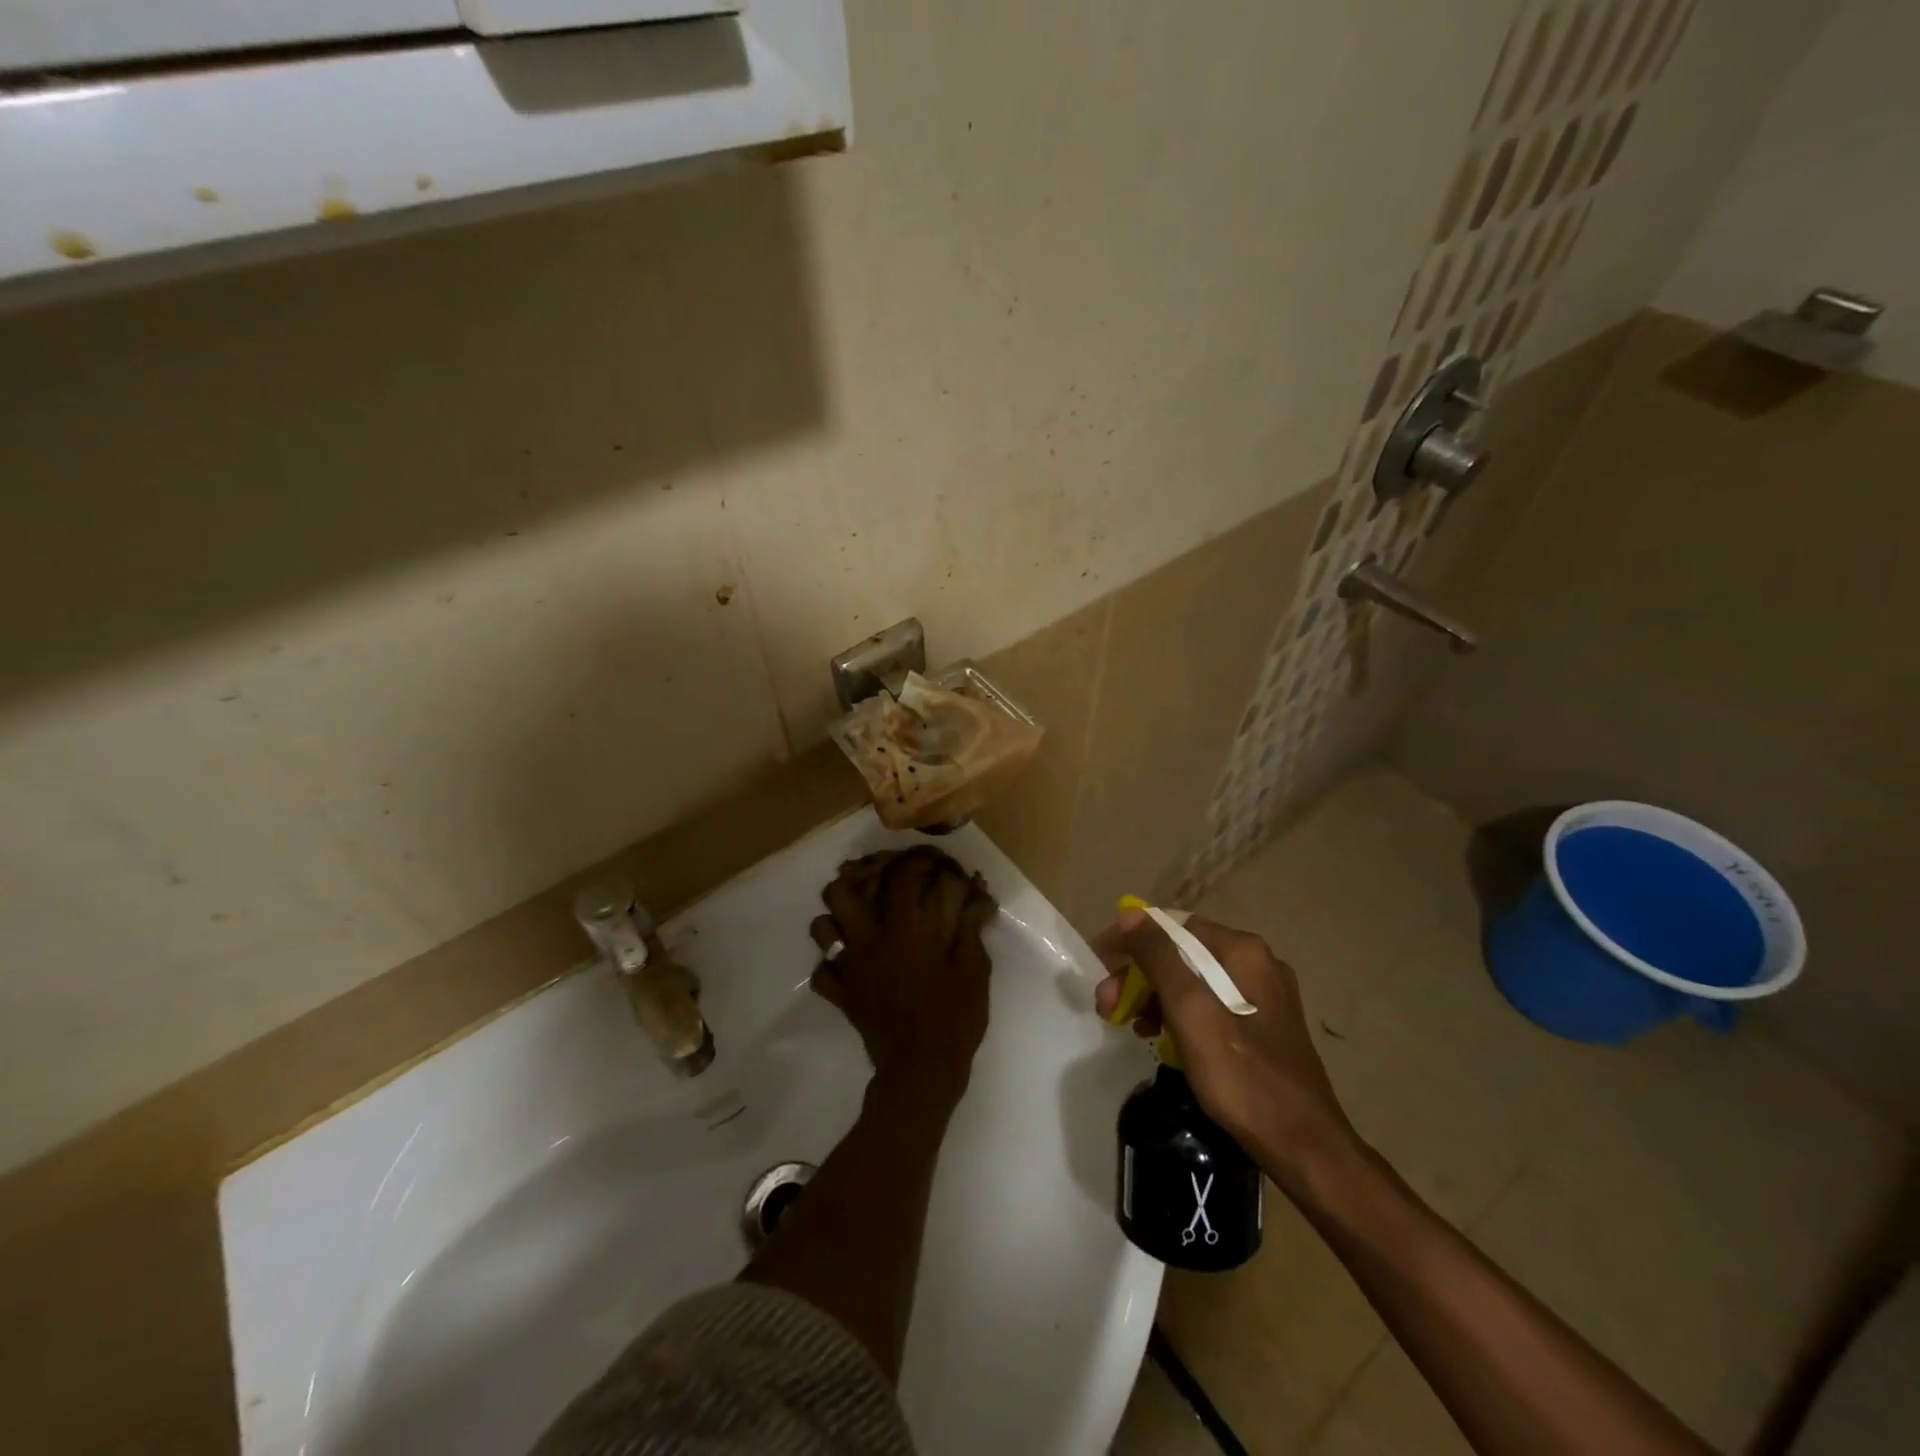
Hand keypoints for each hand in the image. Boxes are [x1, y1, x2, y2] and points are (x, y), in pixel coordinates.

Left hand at [810, 847, 995, 1105]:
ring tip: (860, 920)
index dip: (913, 862)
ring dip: (837, 918)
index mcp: (903, 929)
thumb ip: (970, 929)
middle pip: (839, 892)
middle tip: (879, 884)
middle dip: (856, 879)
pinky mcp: (841, 995)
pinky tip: (851, 965)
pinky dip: (831, 964)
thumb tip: (976, 898)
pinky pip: (821, 971)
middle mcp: (868, 940)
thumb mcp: (975, 969)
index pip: (899, 878)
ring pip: (821, 927)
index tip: (927, 861)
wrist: (922, 1070)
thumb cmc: (954, 1017)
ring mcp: (849, 968)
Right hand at [1092, 909, 1355, 1191]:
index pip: (1172, 925)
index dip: (1131, 939)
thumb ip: (1160, 958)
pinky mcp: (1262, 1025)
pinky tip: (1159, 1036)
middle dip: (1139, 974)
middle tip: (1106, 1003)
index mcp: (1242, 951)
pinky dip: (1178, 1014)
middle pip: (1181, 953)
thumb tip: (1130, 914)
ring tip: (1127, 1024)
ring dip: (1154, 995)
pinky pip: (1208, 1004)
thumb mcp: (1191, 1012)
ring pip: (1192, 979)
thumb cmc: (1242, 1077)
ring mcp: (1262, 994)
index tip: (1100, 964)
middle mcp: (1255, 962)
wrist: (1304, 1146)